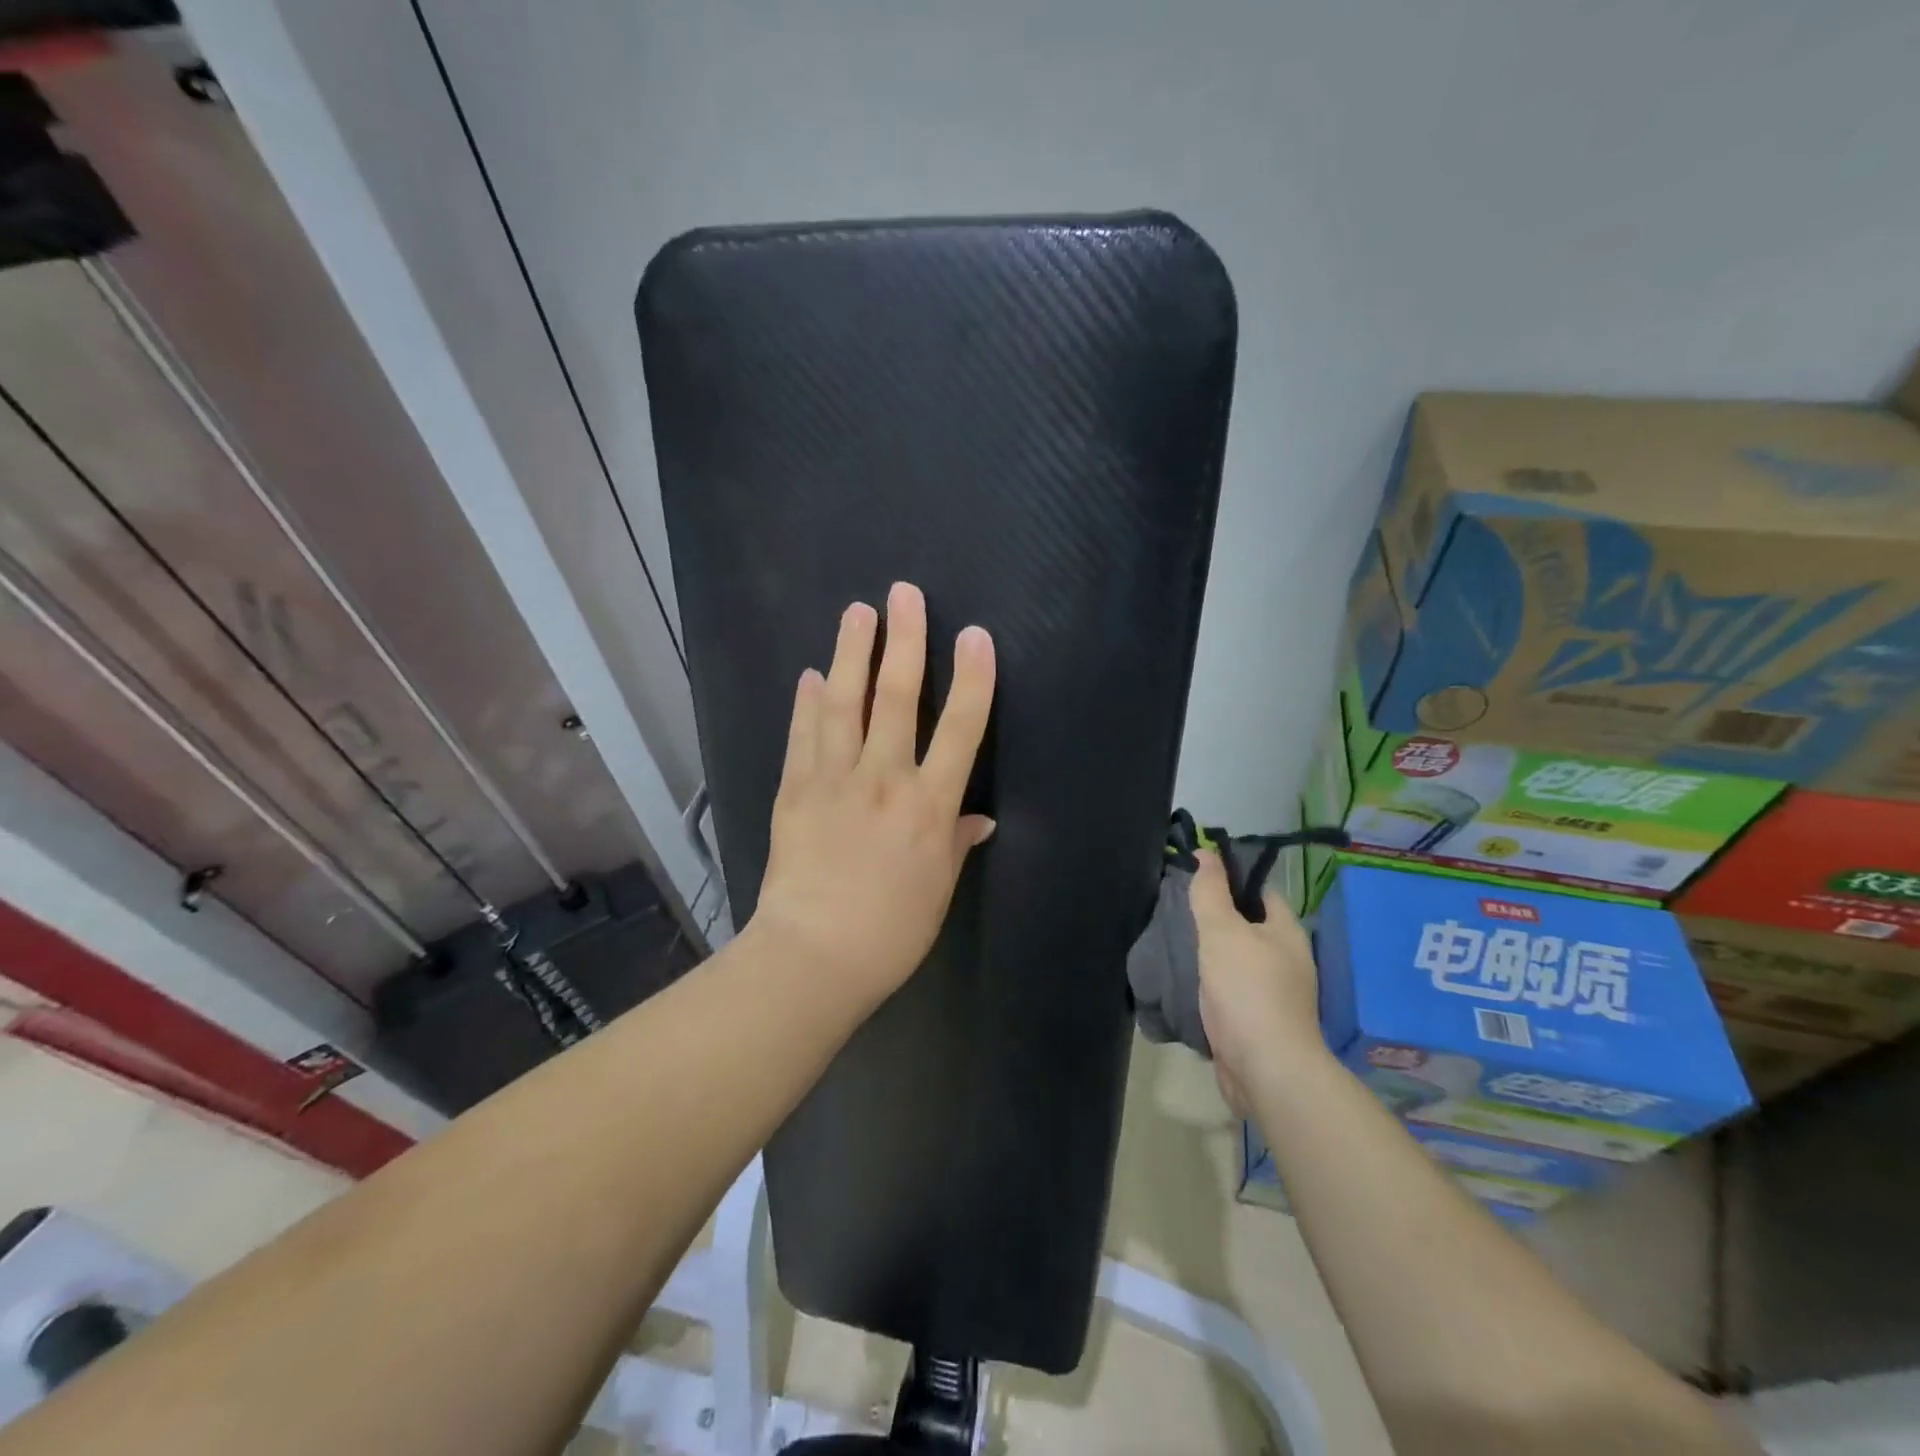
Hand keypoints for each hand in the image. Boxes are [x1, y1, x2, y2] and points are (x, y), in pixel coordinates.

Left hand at [749, 581, 995, 1008]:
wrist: (815, 956)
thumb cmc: (891, 931)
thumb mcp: (938, 889)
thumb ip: (956, 843)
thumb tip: (978, 819)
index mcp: (929, 806)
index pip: (961, 729)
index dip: (973, 678)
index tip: (975, 635)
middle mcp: (885, 779)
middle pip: (899, 697)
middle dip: (905, 640)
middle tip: (904, 594)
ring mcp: (835, 780)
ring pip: (845, 703)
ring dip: (851, 653)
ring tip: (857, 611)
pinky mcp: (795, 791)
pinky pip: (803, 736)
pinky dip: (805, 703)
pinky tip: (809, 674)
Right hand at [1190, 849, 1321, 1112]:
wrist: (1265, 1068)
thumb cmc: (1247, 990)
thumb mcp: (1222, 931)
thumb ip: (1211, 893)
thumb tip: (1207, 853)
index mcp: (1287, 932)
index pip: (1261, 891)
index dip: (1232, 879)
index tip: (1196, 875)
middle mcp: (1287, 960)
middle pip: (1248, 926)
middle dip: (1216, 917)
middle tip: (1177, 908)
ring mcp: (1275, 994)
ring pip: (1237, 960)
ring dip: (1211, 953)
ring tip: (1174, 941)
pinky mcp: (1258, 1022)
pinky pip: (1231, 991)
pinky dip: (1211, 984)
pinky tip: (1186, 981)